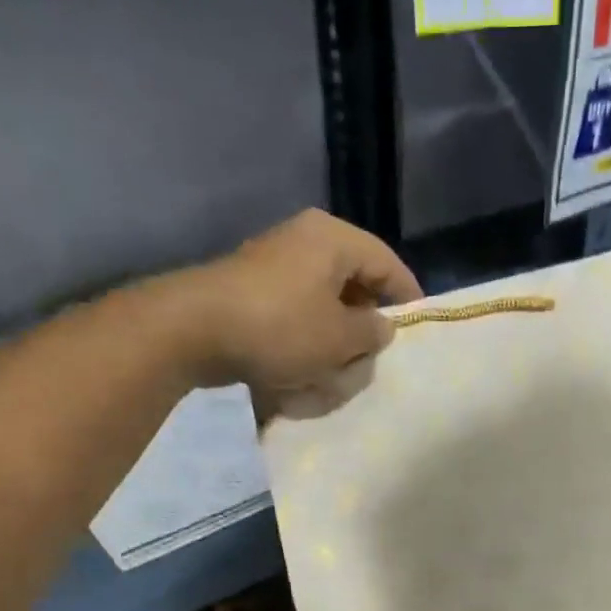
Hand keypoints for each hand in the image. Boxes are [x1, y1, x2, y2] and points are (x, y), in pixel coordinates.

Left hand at [170, 209, 422, 401]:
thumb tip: (381, 326)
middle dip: (366, 324)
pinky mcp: (253, 289)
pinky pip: (296, 313)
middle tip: (373, 357)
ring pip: (325, 303)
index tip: (417, 331)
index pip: (387, 264)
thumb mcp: (340, 338)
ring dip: (335, 338)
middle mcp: (306, 240)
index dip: (407, 298)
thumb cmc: (281, 329)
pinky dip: (306, 340)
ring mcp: (275, 263)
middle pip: (355, 283)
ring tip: (337, 371)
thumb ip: (372, 332)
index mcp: (333, 239)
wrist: (193, 331)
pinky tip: (304, 370)